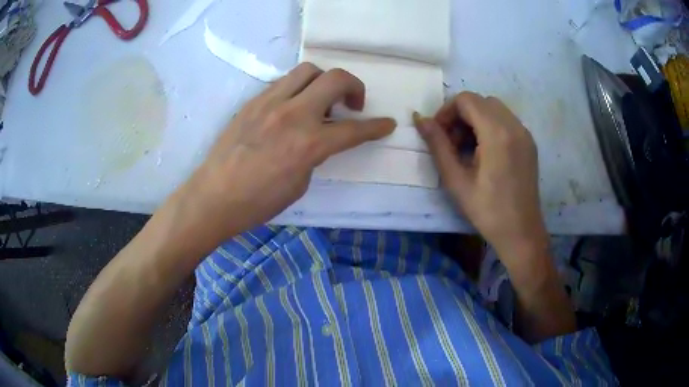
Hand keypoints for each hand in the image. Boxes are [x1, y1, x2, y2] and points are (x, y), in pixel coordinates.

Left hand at [176, 63, 394, 243]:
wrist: (214, 196)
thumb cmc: (258, 202)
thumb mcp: (300, 183)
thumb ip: (315, 154)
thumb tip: (319, 138)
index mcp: (309, 144)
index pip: (354, 129)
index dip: (377, 126)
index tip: (387, 124)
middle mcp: (293, 114)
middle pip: (335, 78)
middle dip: (354, 86)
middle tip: (352, 104)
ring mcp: (270, 103)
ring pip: (308, 70)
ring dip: (324, 81)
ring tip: (321, 99)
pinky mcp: (253, 101)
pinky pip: (283, 82)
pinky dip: (298, 89)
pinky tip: (293, 106)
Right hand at [415, 92, 546, 266]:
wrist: (521, 232)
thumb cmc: (487, 211)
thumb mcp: (456, 180)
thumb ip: (437, 145)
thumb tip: (420, 119)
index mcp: (497, 134)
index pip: (466, 100)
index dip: (447, 111)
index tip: (439, 134)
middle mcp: (514, 126)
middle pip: (480, 101)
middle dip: (460, 115)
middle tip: (452, 143)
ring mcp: (525, 133)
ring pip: (494, 109)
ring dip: (475, 120)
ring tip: (467, 149)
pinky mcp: (529, 142)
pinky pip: (506, 121)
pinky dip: (490, 126)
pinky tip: (484, 152)